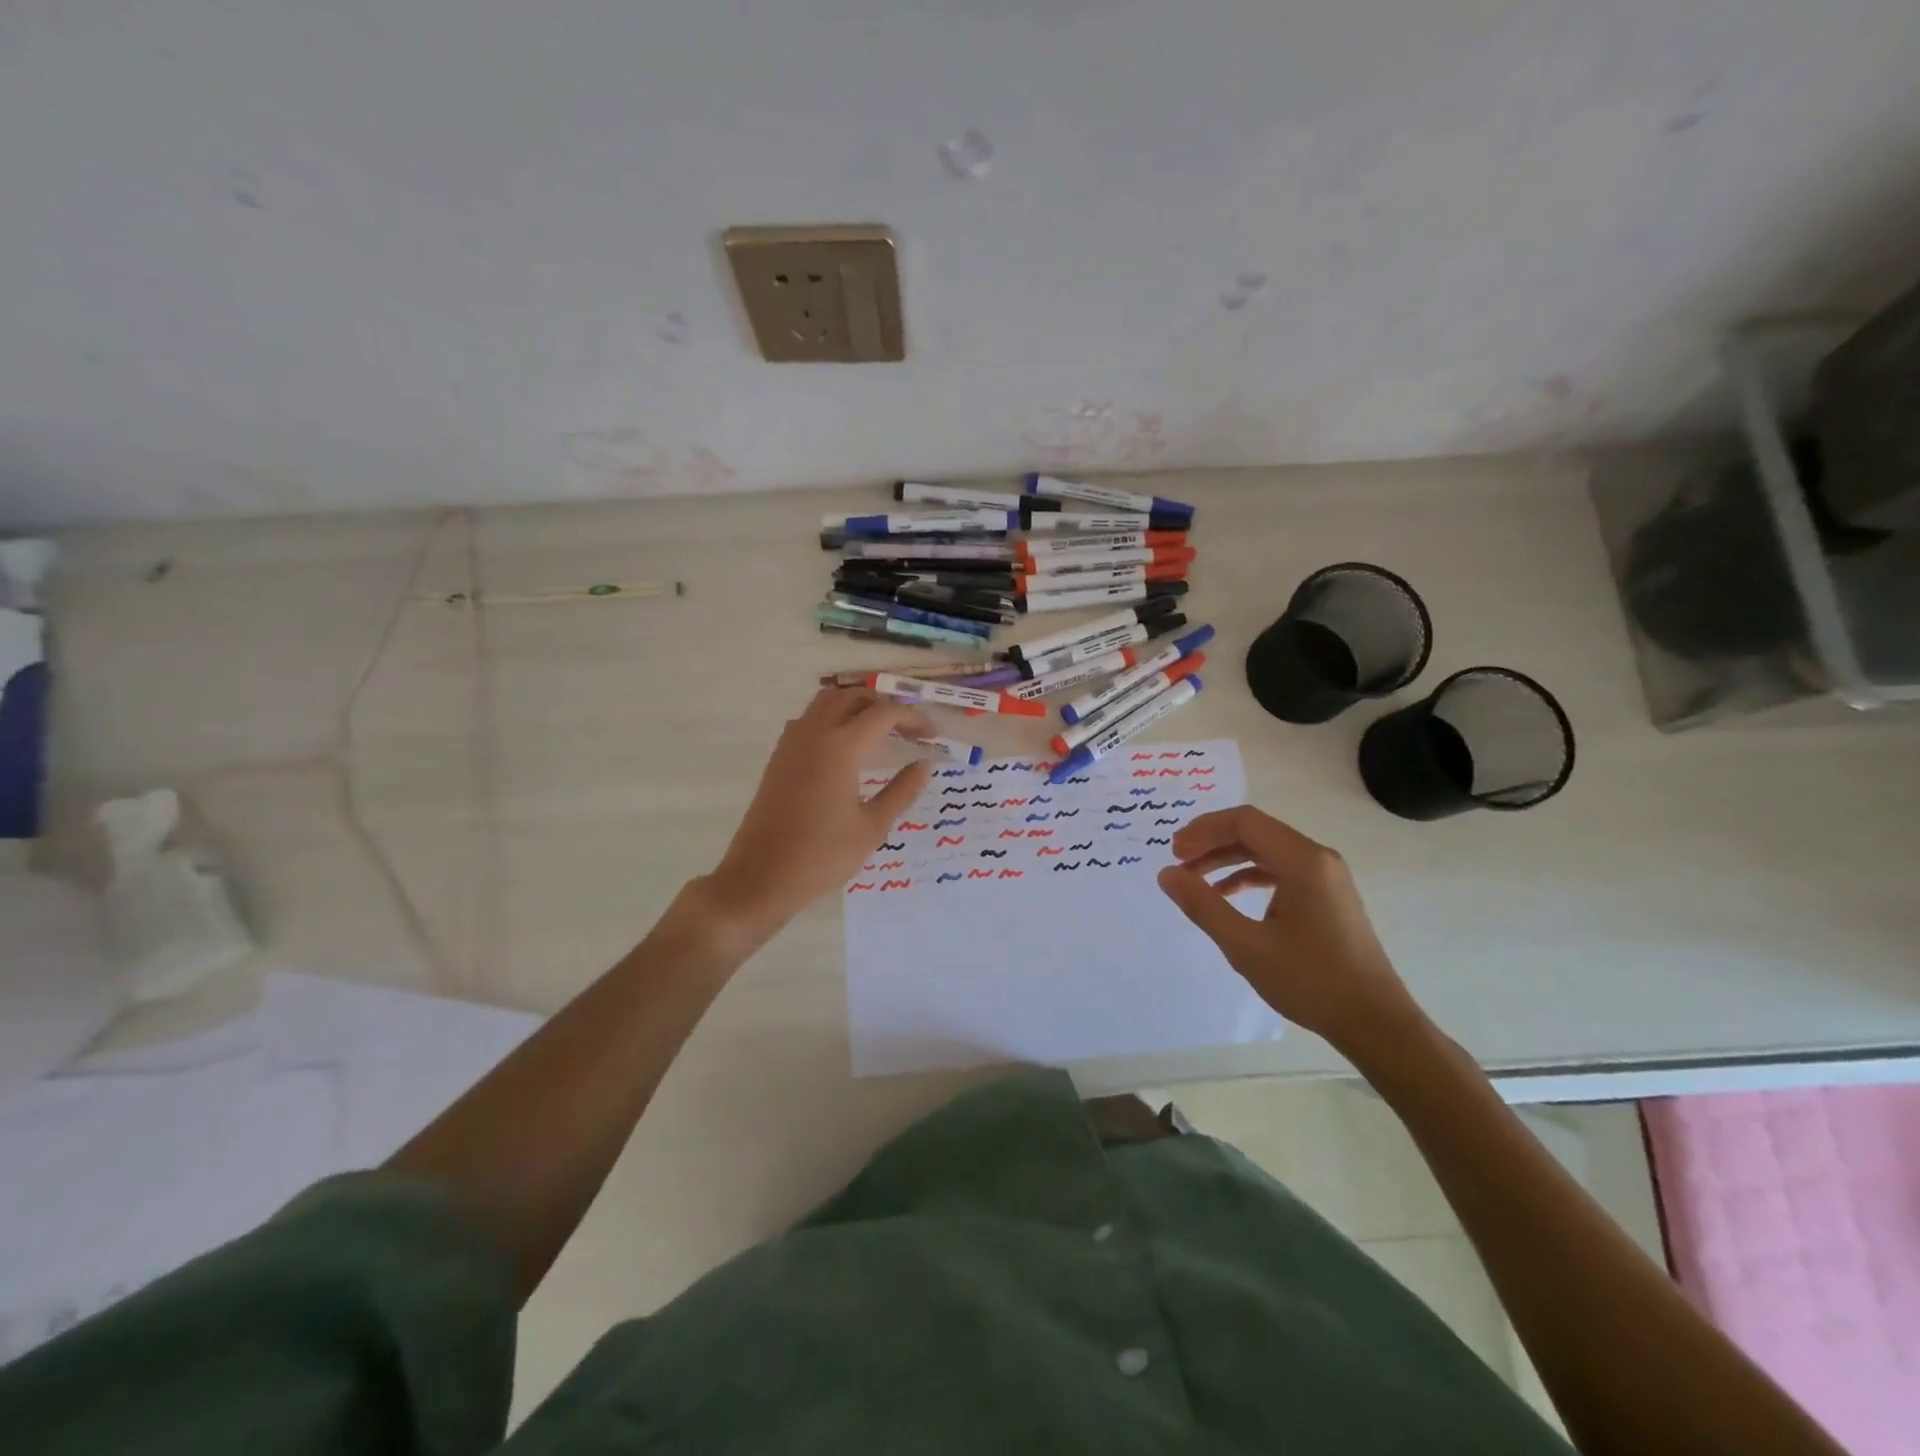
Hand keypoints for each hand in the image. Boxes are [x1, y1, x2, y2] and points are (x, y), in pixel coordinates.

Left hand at [697, 688, 934, 946]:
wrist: (760, 877)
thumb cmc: (822, 857)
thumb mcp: (872, 827)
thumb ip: (902, 791)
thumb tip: (924, 764)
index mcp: (841, 747)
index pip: (885, 714)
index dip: (913, 718)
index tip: (933, 736)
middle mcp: (814, 733)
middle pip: (854, 696)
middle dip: (885, 705)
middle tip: (908, 730)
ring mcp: (792, 742)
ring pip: (828, 701)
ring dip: (857, 706)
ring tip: (880, 732)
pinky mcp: (779, 756)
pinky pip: (810, 719)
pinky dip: (834, 718)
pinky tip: (846, 748)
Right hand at [1157, 806, 1422, 1053]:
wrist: (1375, 1022)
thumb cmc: (1311, 981)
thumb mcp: (1246, 945)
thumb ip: (1203, 906)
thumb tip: (1167, 874)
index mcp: (1303, 861)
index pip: (1244, 822)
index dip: (1204, 830)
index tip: (1174, 852)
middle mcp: (1318, 858)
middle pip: (1255, 831)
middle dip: (1212, 842)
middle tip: (1178, 862)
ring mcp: (1326, 877)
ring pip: (1267, 850)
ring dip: (1228, 858)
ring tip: (1195, 878)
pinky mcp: (1327, 895)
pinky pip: (1281, 870)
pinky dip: (1249, 875)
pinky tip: (1227, 895)